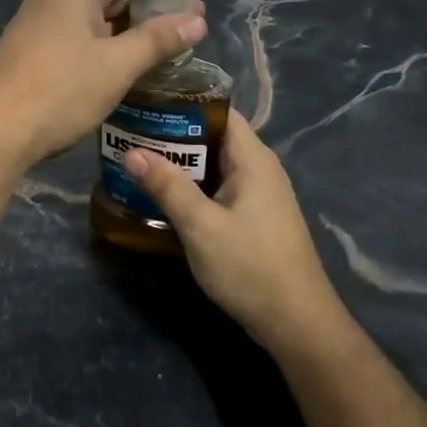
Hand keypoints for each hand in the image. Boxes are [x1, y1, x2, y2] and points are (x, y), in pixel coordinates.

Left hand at [0, 0, 206, 167]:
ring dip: (130, 21)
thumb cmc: (59, 91)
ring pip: (94, 12)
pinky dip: (108, 37)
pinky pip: (79, 32)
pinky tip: (125, 56)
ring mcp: (38, 23)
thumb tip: (197, 20)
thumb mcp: (116, 65)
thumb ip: (158, 39)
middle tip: (189, 14)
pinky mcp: (32, 49)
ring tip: (165, 35)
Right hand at [124, 113, 345, 351]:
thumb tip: (131, 151)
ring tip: (138, 159)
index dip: (184, 103)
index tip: (146, 104)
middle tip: (131, 133)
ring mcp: (259, 195)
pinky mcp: (254, 217)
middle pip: (213, 137)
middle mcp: (259, 169)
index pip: (219, 112)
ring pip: (214, 164)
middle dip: (173, 134)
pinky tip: (163, 195)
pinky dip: (193, 185)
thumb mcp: (201, 225)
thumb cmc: (249, 267)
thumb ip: (167, 186)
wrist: (295, 323)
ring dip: (180, 163)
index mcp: (253, 160)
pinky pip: (218, 187)